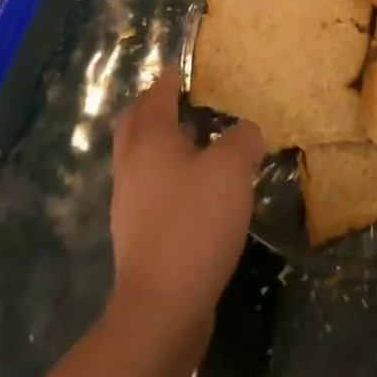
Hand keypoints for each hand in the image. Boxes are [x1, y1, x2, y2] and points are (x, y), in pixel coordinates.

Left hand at [108, 81, 263, 335]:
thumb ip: (243, 140)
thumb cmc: (194, 223)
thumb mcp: (231, 169)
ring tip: (195, 141)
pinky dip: (168, 176)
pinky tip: (196, 188)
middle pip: (135, 124)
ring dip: (161, 144)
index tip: (180, 68)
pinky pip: (151, 190)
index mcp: (150, 140)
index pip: (156, 96)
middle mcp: (132, 166)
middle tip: (180, 99)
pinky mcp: (138, 237)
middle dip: (153, 107)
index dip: (169, 79)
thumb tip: (245, 133)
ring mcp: (130, 204)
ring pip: (141, 159)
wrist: (161, 309)